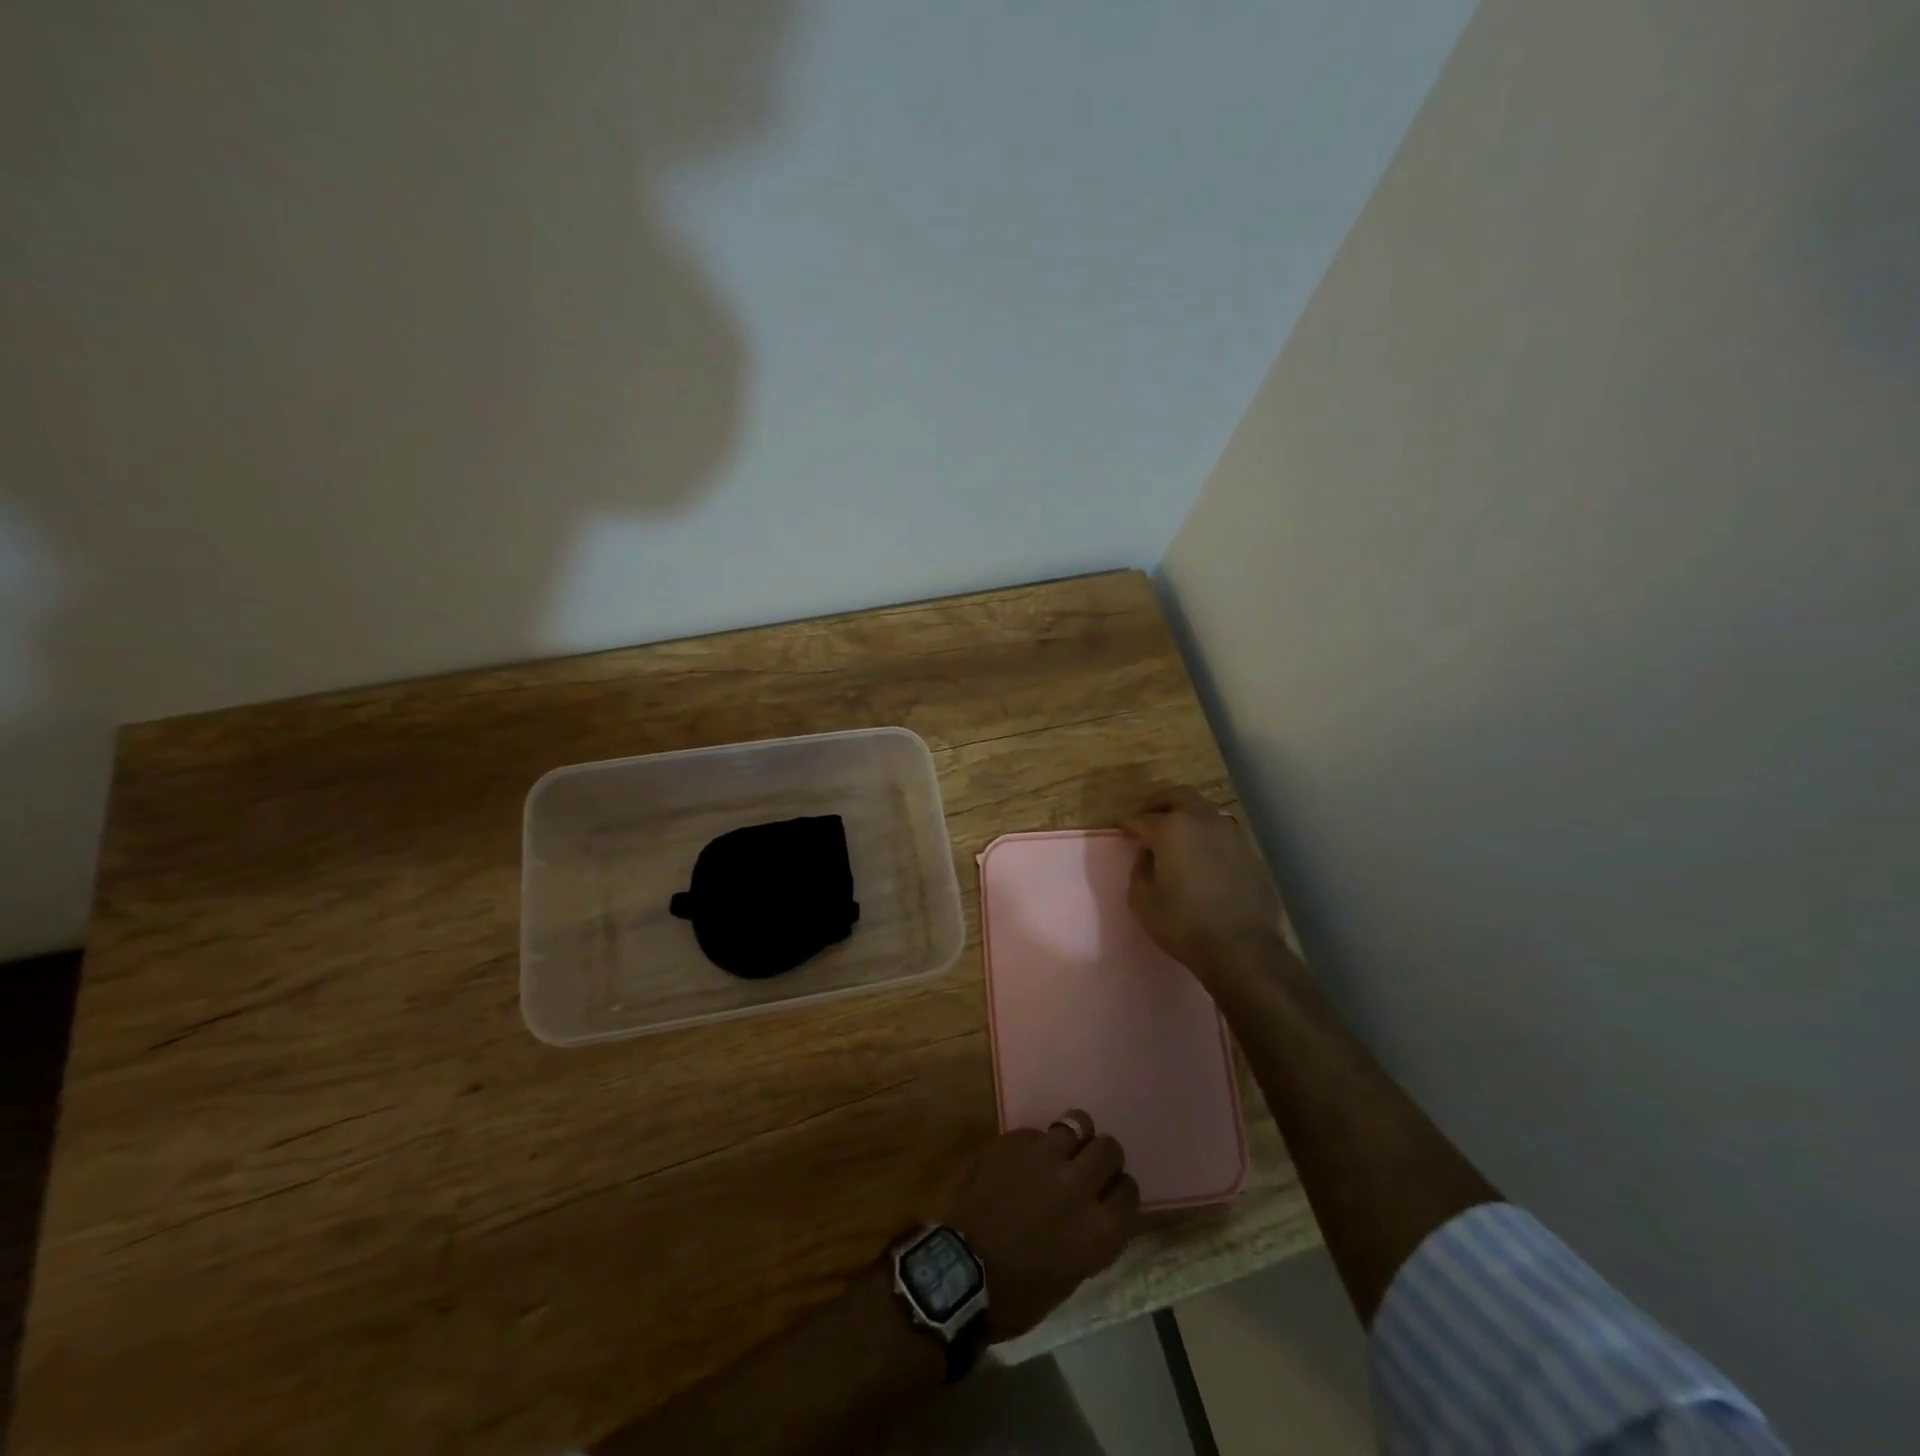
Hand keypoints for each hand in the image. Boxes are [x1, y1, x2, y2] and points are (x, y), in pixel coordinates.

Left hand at [939, 1114, 1140, 1340]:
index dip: (1118, 1191)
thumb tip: (1096, 1209)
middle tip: (1087, 1167)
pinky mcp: (1015, 1140)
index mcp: (1100, 1229)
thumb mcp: (1072, 1273)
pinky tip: (1023, 1161)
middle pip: (1109, 1149)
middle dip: (1102, 1157)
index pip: (1129, 1191)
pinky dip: (1036, 1144)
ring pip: (1077, 1124)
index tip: (1107, 1195)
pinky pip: (1037, 1132)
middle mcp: (1079, 1185)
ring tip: (1059, 1152)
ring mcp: (1046, 1157)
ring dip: (1072, 1139)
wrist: (961, 1271)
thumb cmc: (1019, 1292)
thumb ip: (1092, 1233)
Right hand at [1123, 787, 1286, 984]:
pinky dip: (1205, 835)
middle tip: (1147, 818)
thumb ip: (1140, 868)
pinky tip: (1201, 854)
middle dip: (1158, 803)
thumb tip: (1147, 854)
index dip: (1127, 823)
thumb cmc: (1184, 924)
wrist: (1243, 948)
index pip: (1142, 817)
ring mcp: (1230, 832)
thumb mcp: (1143, 900)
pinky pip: (1220, 831)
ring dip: (1185, 815)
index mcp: (1171, 828)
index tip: (1120, 828)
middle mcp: (1202, 820)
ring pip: (1203, 810)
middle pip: (1177, 796)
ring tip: (1175, 835)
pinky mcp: (1249, 850)